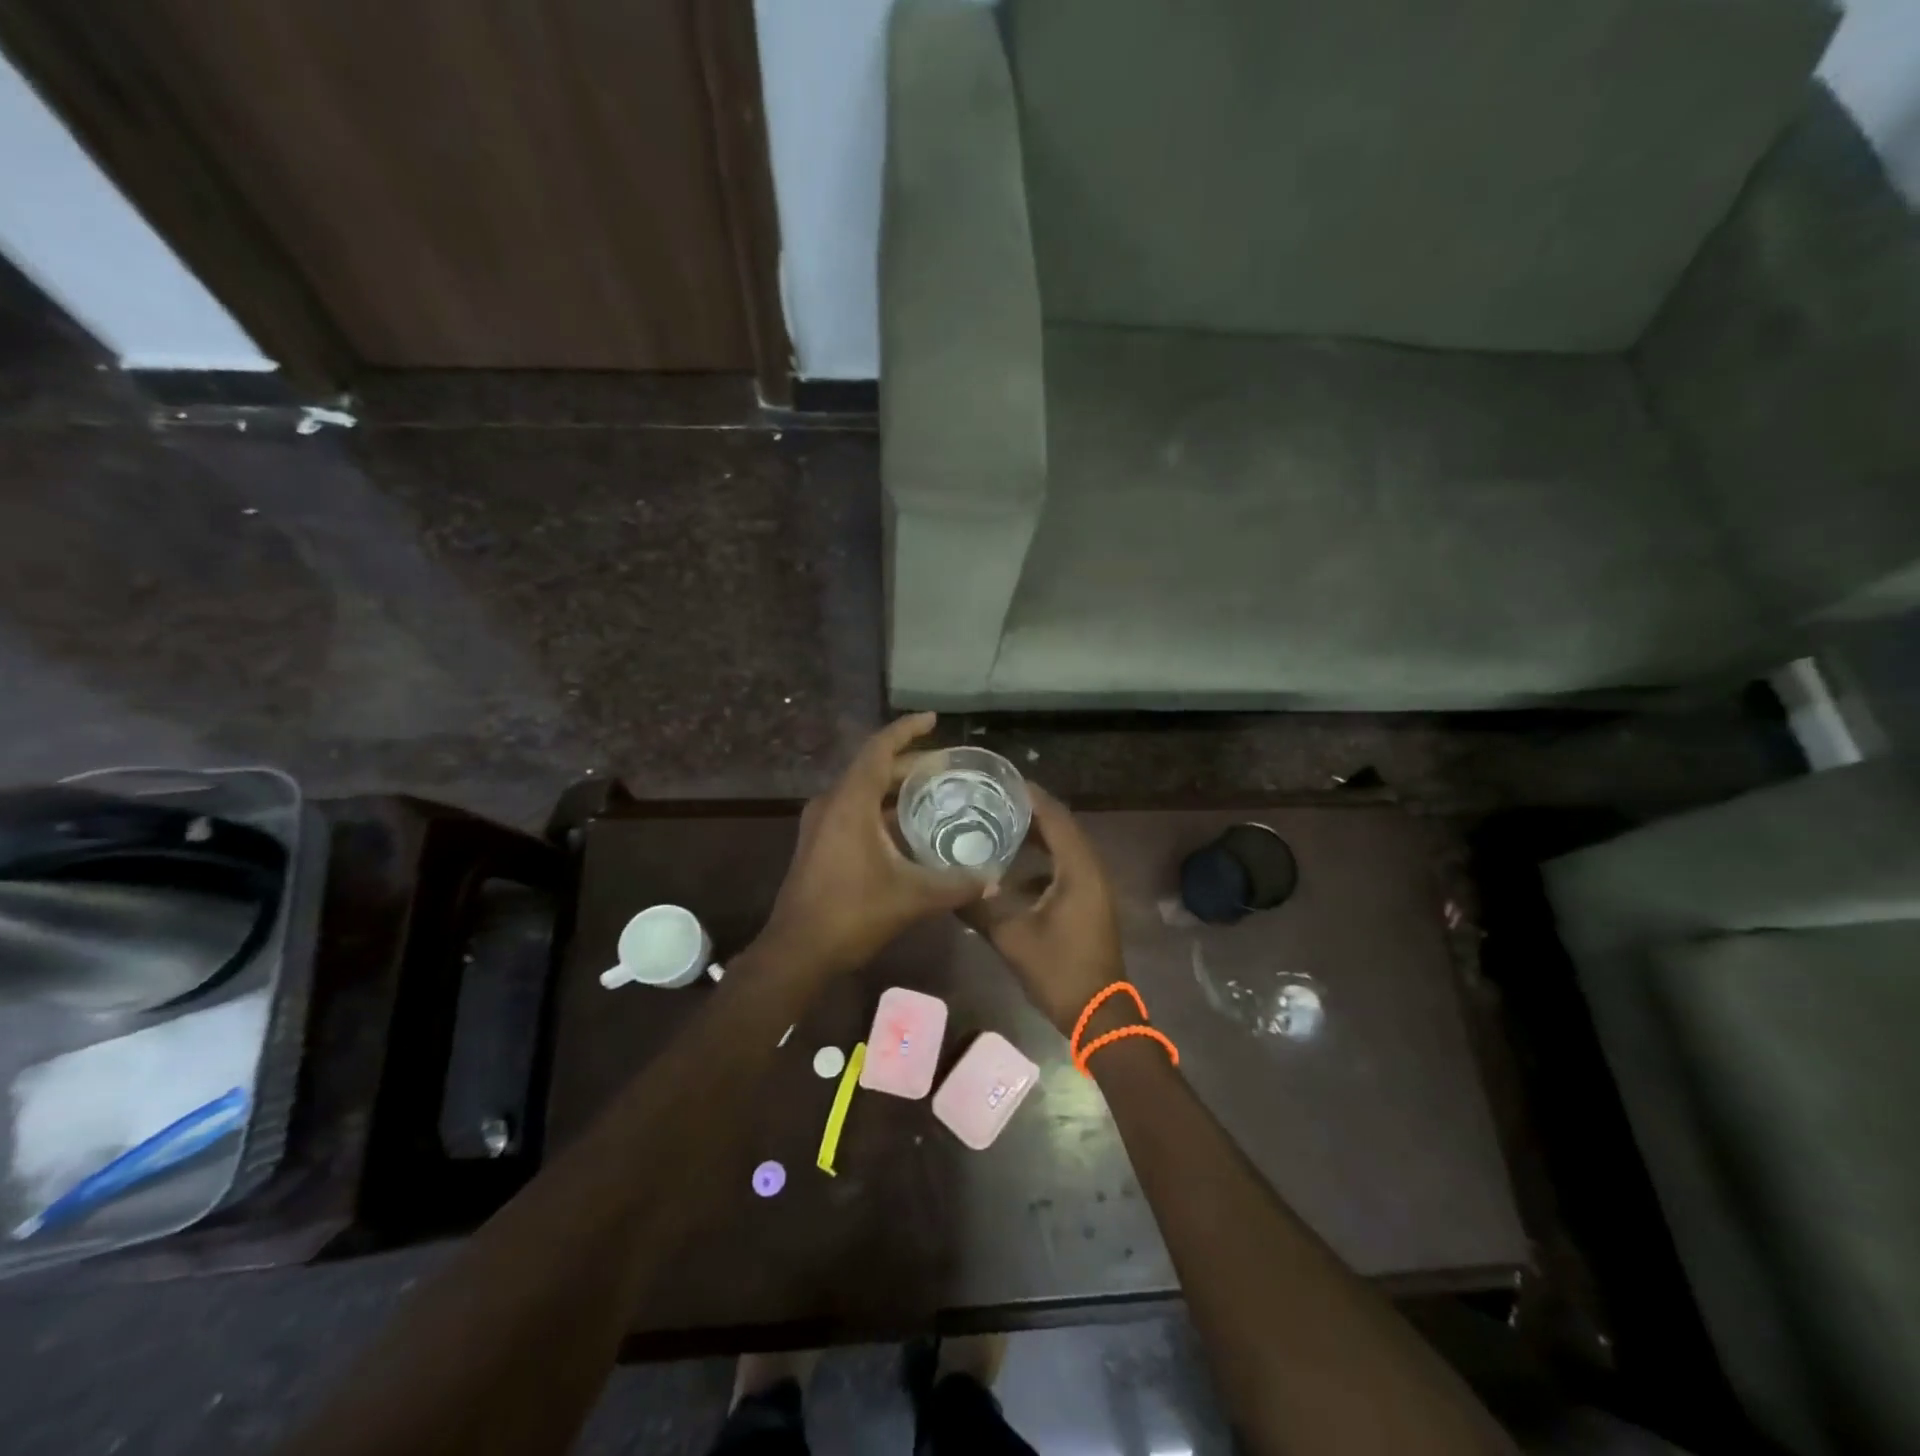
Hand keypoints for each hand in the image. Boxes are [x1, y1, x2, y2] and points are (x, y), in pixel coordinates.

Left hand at [761, 714, 984, 973]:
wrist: (797, 951)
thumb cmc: (852, 913)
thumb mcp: (912, 896)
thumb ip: (956, 884)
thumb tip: (993, 878)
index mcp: (850, 801)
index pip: (879, 749)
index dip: (906, 730)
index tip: (933, 719)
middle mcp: (832, 803)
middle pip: (873, 768)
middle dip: (910, 763)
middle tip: (948, 767)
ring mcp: (821, 824)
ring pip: (863, 791)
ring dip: (896, 788)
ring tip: (934, 791)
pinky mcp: (819, 843)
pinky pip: (854, 810)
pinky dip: (882, 809)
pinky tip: (908, 828)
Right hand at [969, 786, 1124, 1035]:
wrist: (1099, 1014)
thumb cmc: (1059, 971)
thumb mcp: (1012, 938)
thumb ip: (980, 907)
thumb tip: (949, 886)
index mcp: (1078, 870)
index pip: (1056, 818)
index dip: (1031, 796)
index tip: (1002, 780)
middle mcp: (1090, 870)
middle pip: (1062, 827)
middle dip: (1031, 812)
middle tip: (994, 799)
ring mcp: (1093, 888)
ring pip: (1064, 849)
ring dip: (1037, 836)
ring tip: (1000, 825)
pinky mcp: (1089, 903)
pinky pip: (1065, 868)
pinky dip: (1042, 860)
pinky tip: (1013, 871)